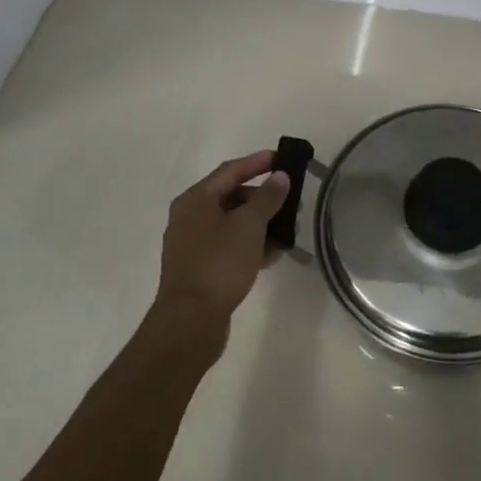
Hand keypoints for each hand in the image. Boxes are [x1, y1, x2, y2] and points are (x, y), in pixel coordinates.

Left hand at [153, 151, 290, 342]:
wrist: (191, 320)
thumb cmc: (219, 263)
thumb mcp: (249, 225)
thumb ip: (267, 198)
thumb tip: (280, 176)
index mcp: (195, 199)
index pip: (230, 170)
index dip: (257, 162)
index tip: (283, 159)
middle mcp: (189, 217)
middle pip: (231, 197)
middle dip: (263, 198)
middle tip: (290, 200)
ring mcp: (193, 245)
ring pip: (232, 225)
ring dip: (260, 224)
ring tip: (288, 229)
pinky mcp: (200, 270)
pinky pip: (229, 248)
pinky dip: (250, 246)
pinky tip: (273, 254)